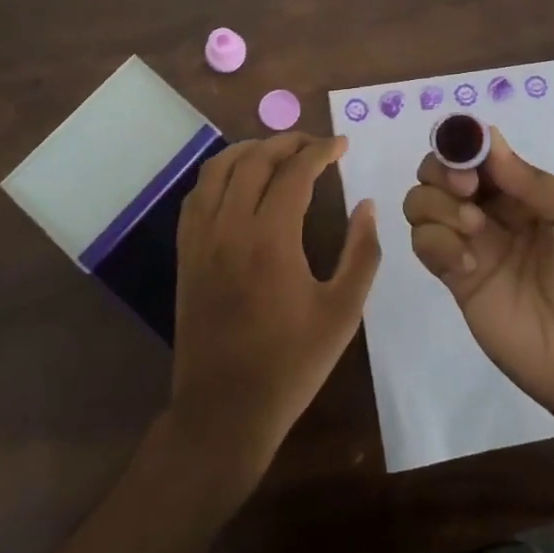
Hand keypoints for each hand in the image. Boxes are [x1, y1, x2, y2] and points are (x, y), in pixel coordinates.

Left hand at [168, 134, 380, 490]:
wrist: (224, 410)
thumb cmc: (291, 364)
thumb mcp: (343, 312)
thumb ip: (362, 252)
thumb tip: (367, 205)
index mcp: (271, 238)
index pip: (295, 172)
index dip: (321, 151)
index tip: (342, 144)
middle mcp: (230, 227)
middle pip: (254, 159)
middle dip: (288, 142)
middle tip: (316, 145)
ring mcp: (201, 239)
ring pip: (218, 169)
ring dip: (250, 150)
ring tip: (278, 152)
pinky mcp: (185, 254)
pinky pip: (197, 196)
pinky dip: (220, 175)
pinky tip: (238, 182)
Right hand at [403, 128, 553, 419]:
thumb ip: (535, 181)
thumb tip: (488, 141)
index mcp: (525, 189)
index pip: (479, 151)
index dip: (465, 143)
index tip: (471, 159)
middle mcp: (492, 210)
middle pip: (440, 169)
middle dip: (444, 169)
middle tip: (468, 191)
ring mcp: (471, 243)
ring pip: (422, 202)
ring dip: (438, 204)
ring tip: (473, 228)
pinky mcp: (456, 278)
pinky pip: (424, 243)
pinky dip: (436, 242)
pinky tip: (468, 263)